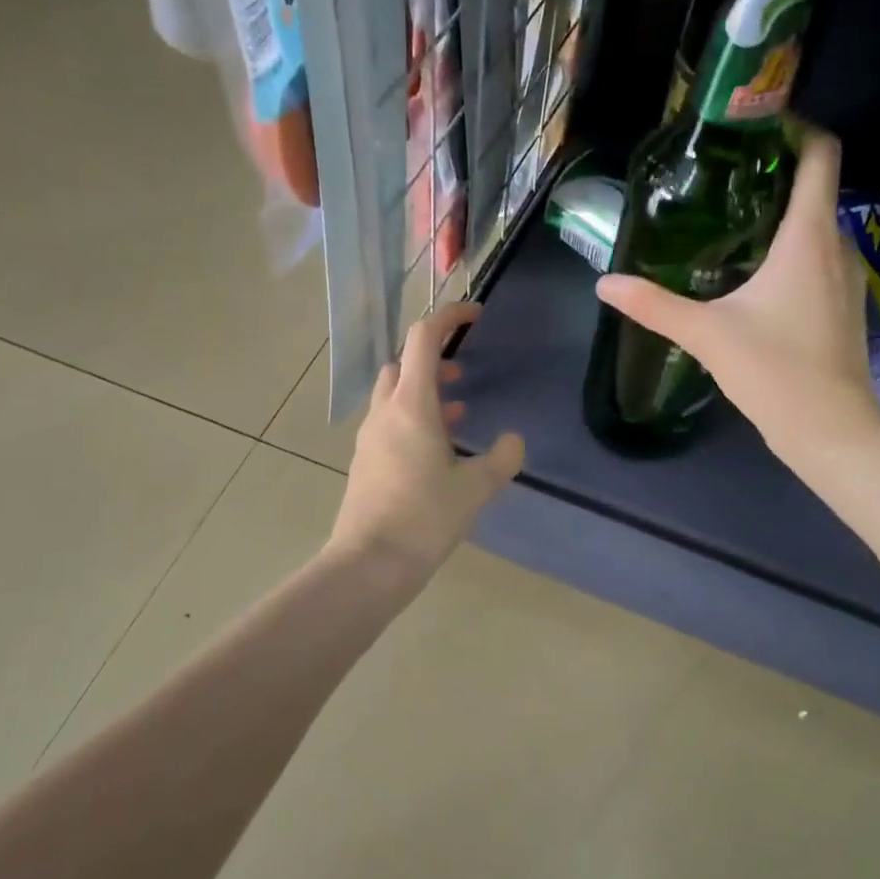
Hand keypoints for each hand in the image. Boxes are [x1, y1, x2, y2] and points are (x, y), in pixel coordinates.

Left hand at [327, 302, 524, 583]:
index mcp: (411, 405)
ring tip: (457, 411)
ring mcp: (370, 436)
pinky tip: (436, 449)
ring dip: (424, 391)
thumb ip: (502, 458)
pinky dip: (413, 418)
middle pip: (403, 363)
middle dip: (434, 358)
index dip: (449, 317)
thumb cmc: (424, 517)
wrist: (369, 563)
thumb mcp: (475, 488)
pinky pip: (390, 422)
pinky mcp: (365, 460)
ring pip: (395, 394)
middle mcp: (385, 411)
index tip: (476, 315)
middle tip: (464, 373)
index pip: (424, 338)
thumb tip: (514, 441)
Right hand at [595, 125, 879, 466]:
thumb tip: (604, 284)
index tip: (756, 126)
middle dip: (776, 173)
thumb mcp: (706, 334)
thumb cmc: (775, 372)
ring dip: (784, 214)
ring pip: (819, 225)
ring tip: (733, 219)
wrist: (832, 431)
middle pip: (816, 187)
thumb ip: (653, 305)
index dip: (797, 129)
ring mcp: (849, 277)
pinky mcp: (845, 305)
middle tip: (723, 176)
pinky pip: (821, 257)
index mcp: (808, 238)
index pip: (821, 156)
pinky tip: (756, 273)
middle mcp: (838, 246)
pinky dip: (793, 248)